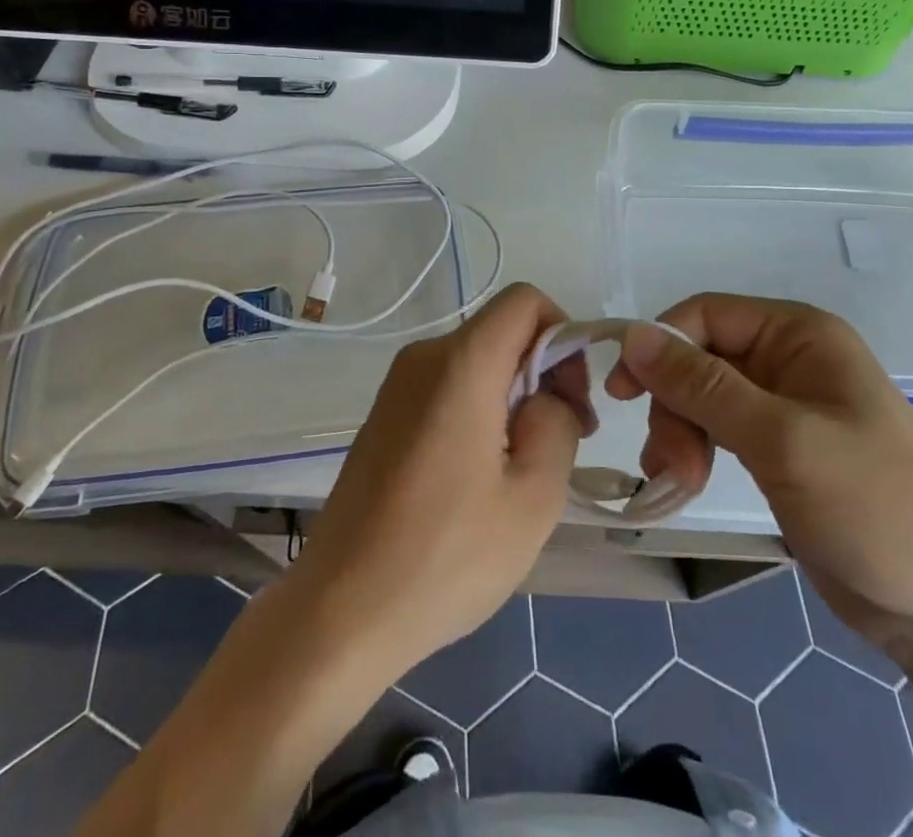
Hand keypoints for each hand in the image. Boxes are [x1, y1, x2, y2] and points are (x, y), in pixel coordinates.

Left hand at [287, 284, 584, 680]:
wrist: (339, 611)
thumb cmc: (444, 558)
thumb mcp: (533, 498)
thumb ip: (558, 424)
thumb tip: (549, 395)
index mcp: (461, 363)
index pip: (525, 300)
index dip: (562, 334)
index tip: (572, 399)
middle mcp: (424, 357)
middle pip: (502, 331)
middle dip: (543, 372)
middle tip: (562, 442)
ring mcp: (398, 385)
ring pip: (478, 361)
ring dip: (513, 396)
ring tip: (522, 469)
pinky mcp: (385, 414)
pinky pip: (449, 386)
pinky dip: (480, 409)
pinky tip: (480, 476)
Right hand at [609, 295, 912, 659]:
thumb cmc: (874, 506)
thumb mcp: (782, 439)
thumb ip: (703, 386)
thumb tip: (632, 334)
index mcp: (799, 335)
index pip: (707, 314)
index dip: (659, 345)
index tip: (622, 393)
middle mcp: (787, 359)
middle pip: (698, 358)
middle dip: (674, 406)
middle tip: (668, 465)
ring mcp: (782, 406)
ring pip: (700, 397)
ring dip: (677, 434)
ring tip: (675, 484)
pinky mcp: (776, 449)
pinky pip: (716, 430)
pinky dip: (692, 452)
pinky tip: (681, 484)